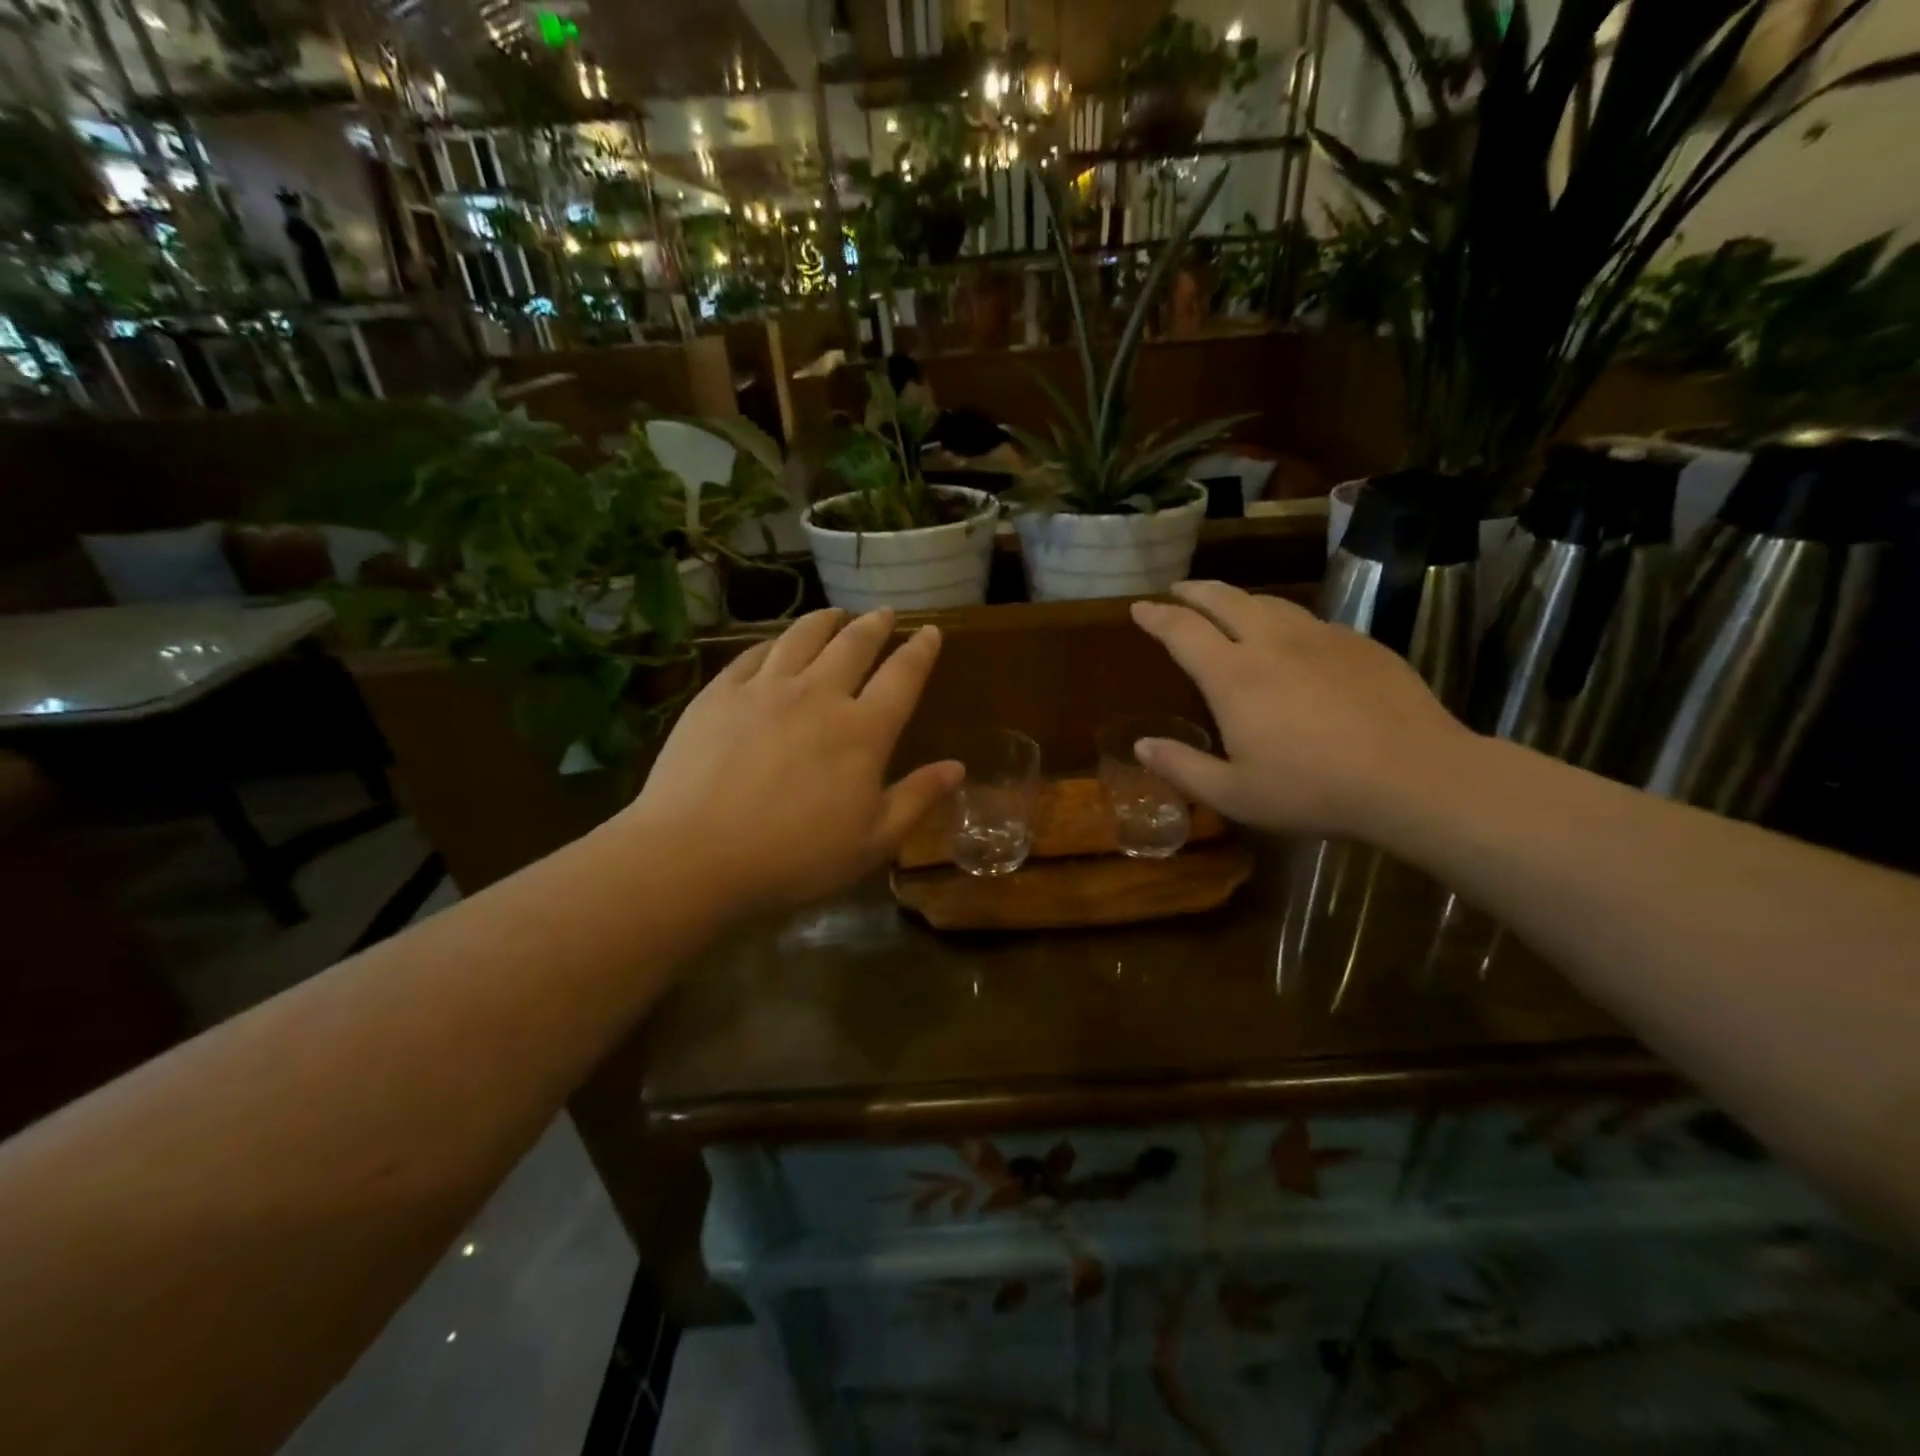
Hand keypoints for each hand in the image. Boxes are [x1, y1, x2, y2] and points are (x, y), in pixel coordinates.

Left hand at [623, 608, 960, 917]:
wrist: (694, 855)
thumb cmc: (794, 858)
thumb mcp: (872, 842)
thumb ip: (917, 799)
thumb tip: (958, 767)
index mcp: (862, 731)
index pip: (902, 677)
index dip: (921, 651)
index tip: (930, 632)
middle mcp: (819, 695)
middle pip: (854, 645)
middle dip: (875, 625)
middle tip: (884, 614)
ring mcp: (765, 689)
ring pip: (803, 637)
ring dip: (825, 622)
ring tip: (835, 614)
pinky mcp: (719, 694)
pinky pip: (754, 654)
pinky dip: (774, 642)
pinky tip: (777, 643)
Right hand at [1129, 581, 1473, 838]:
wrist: (1415, 776)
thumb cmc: (1313, 790)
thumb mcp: (1235, 795)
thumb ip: (1182, 768)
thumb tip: (1142, 746)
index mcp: (1233, 675)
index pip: (1182, 630)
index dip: (1156, 616)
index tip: (1139, 608)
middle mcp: (1272, 642)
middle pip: (1224, 599)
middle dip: (1195, 591)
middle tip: (1178, 591)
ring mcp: (1320, 637)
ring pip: (1269, 602)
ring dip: (1239, 598)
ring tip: (1227, 604)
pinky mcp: (1360, 643)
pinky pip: (1309, 619)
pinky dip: (1283, 619)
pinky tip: (1291, 637)